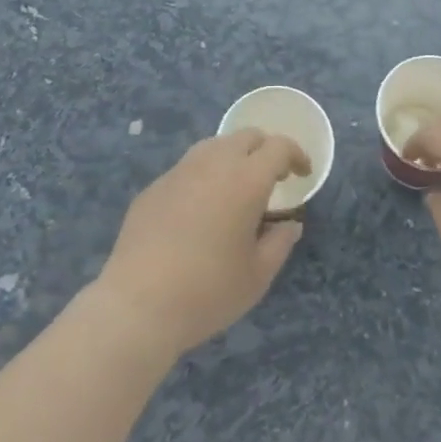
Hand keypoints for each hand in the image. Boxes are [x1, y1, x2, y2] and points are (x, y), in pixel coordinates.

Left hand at [94, 130, 310, 356]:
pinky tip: (199, 210)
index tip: (302, 173)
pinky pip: (188, 168)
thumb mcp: (257, 276)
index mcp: (246, 179)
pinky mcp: (155, 186)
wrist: (137, 304)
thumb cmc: (207, 291)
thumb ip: (280, 243)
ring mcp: (180, 170)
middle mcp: (214, 162)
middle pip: (247, 136)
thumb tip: (290, 224)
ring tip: (236, 188)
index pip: (279, 147)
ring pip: (215, 145)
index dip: (295, 155)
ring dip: (233, 157)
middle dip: (265, 150)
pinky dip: (204, 177)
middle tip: (272, 177)